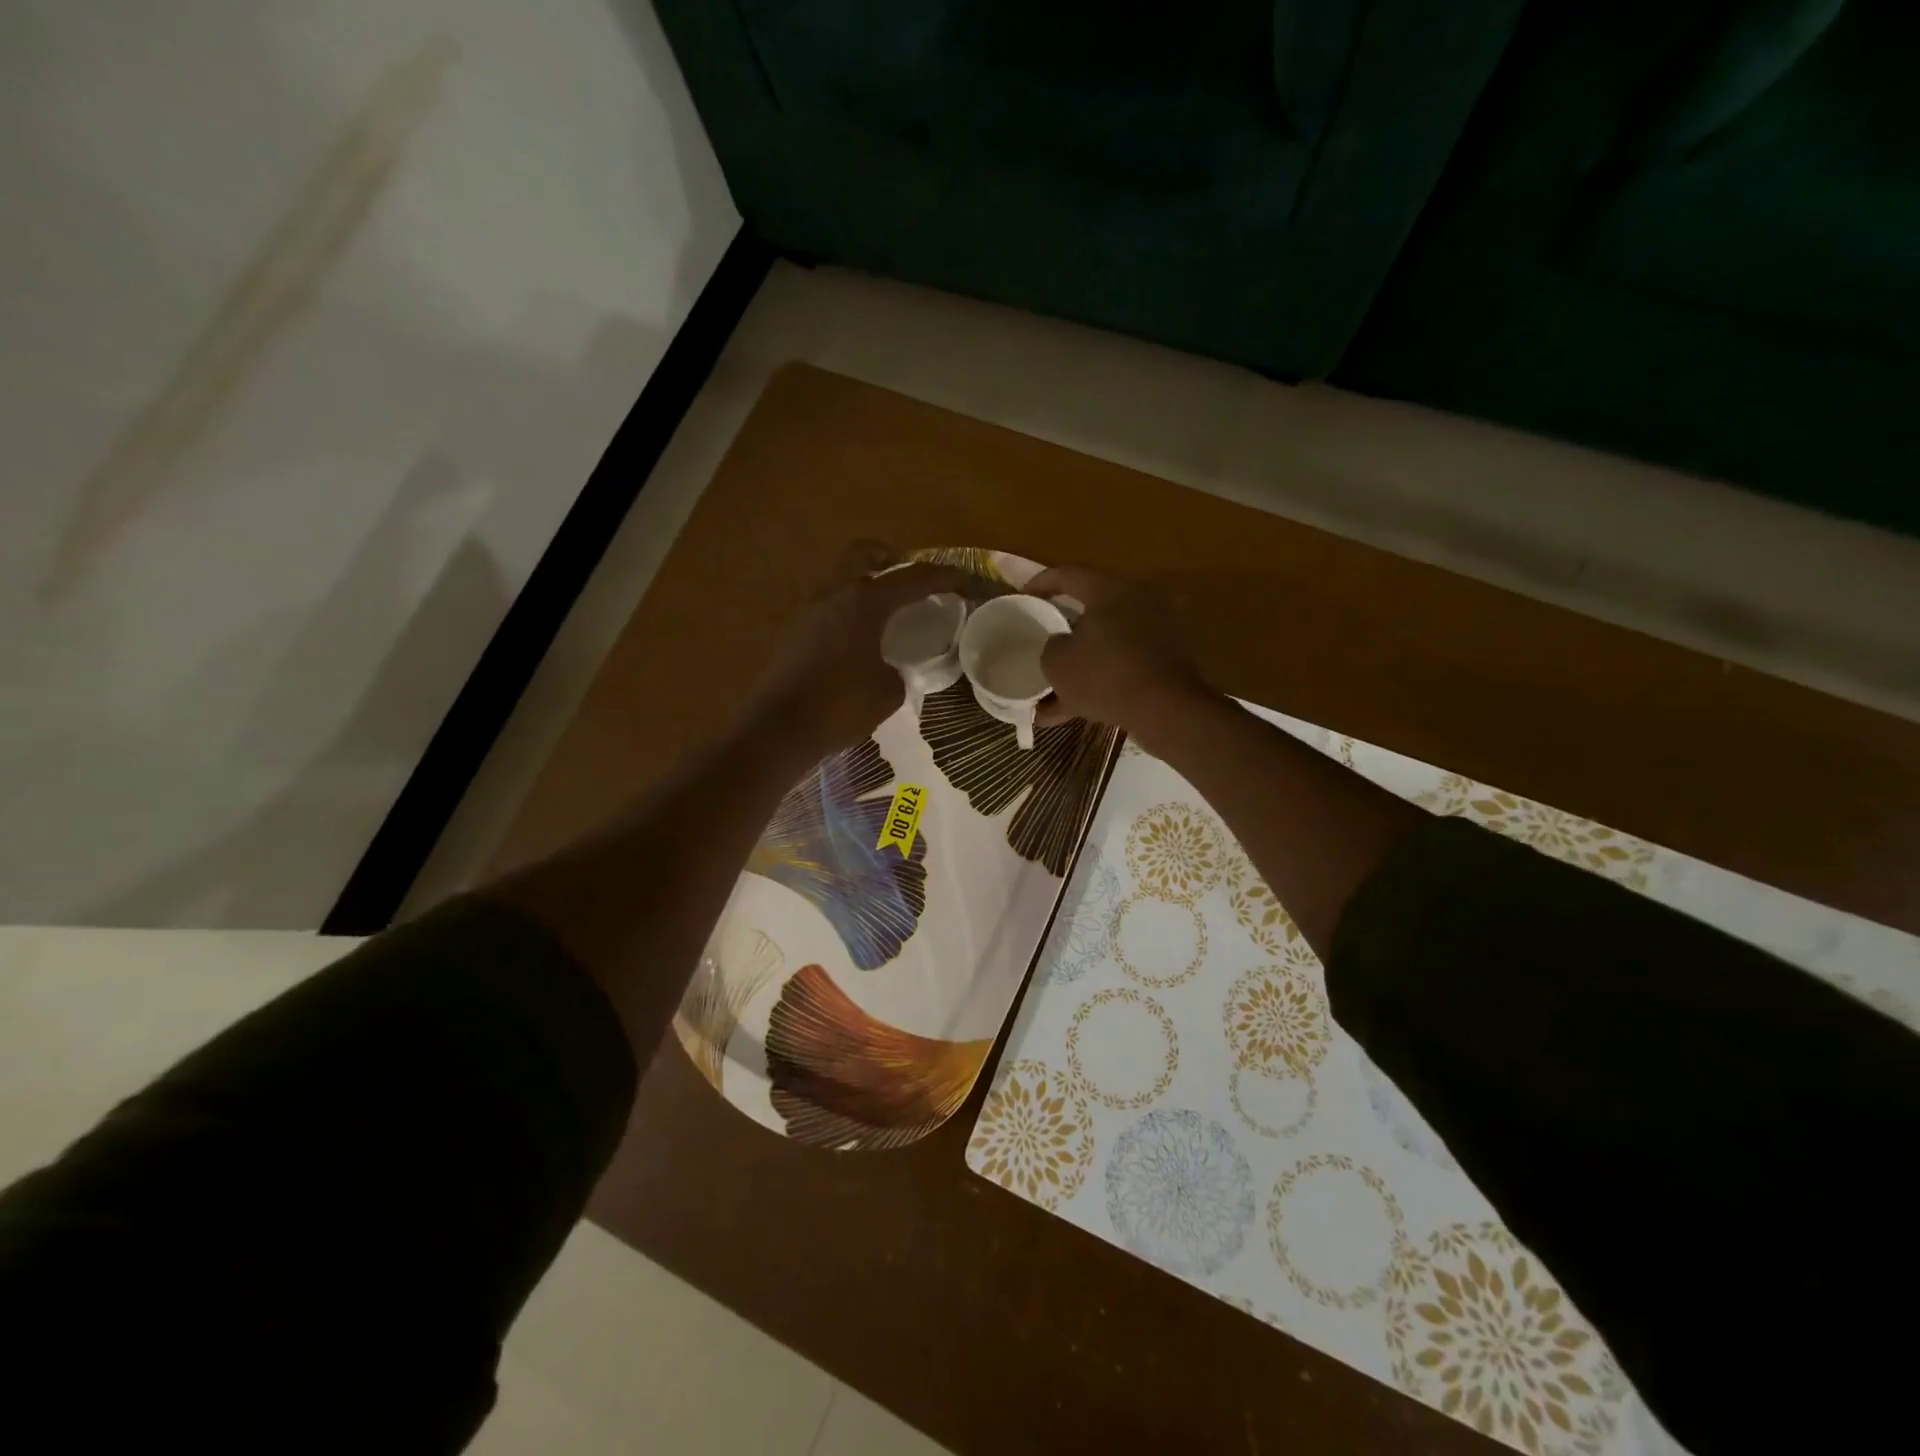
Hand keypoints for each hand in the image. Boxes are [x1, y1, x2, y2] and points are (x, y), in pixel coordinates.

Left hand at [744, 548, 965, 758]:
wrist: (778, 729)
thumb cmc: (840, 706)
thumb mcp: (888, 692)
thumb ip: (898, 672)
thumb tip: (892, 670)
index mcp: (863, 602)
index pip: (912, 578)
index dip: (943, 577)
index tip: (965, 583)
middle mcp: (833, 595)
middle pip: (862, 554)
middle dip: (889, 557)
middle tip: (909, 576)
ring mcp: (808, 612)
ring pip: (840, 580)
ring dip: (864, 586)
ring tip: (887, 613)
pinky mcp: (794, 634)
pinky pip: (828, 608)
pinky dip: (848, 611)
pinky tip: (860, 640)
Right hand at [1028, 566, 1213, 747]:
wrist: (1167, 710)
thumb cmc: (1105, 675)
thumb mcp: (1058, 662)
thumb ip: (1051, 646)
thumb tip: (1060, 644)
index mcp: (1109, 590)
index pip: (1068, 574)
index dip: (1040, 583)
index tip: (1023, 597)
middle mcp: (1138, 601)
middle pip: (1091, 610)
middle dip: (1063, 631)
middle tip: (1042, 642)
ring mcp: (1158, 631)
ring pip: (1106, 645)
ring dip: (1079, 666)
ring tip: (1049, 696)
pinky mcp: (1168, 661)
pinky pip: (1123, 666)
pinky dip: (1099, 683)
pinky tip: (1072, 712)